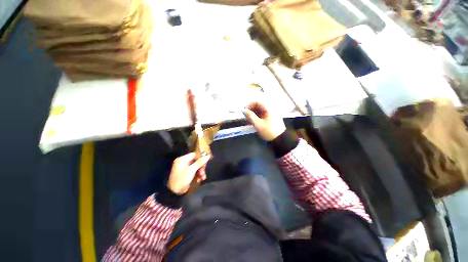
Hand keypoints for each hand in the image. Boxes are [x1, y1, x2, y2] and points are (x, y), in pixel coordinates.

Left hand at [167, 153, 210, 194]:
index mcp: (183, 159)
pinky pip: (194, 171)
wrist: (174, 192)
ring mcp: (184, 168)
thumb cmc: (182, 179)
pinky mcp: (186, 174)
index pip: (194, 154)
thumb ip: (200, 162)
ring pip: (196, 167)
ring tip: (203, 177)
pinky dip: (197, 174)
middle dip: (201, 167)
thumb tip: (208, 156)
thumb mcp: (192, 170)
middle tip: (203, 172)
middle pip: (196, 161)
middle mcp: (183, 162)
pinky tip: (200, 179)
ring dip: (200, 171)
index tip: (206, 162)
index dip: (201, 157)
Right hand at [243, 101, 285, 140]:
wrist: (280, 139)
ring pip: (259, 110)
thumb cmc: (269, 131)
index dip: (249, 105)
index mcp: (268, 108)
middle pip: (258, 105)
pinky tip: (254, 122)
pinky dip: (257, 117)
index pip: (256, 102)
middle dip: (251, 110)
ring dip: (253, 114)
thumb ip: (250, 116)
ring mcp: (271, 113)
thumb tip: (243, 110)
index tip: (244, 111)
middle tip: (246, 117)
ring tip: (249, 121)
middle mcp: (270, 108)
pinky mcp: (271, 117)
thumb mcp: (258, 124)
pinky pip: (262, 114)